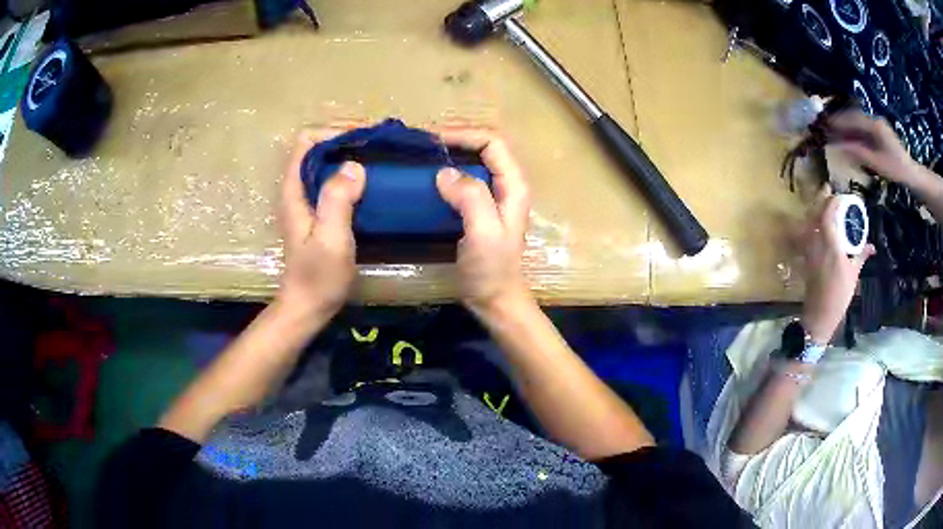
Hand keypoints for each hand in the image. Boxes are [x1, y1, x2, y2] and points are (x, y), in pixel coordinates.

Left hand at [278, 131, 364, 315]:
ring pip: (326, 162)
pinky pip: (333, 180)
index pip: (306, 140)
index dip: (333, 131)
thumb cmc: (318, 277)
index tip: (364, 137)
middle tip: (379, 144)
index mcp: (295, 190)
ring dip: (351, 154)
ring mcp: (307, 200)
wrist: (308, 306)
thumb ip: (337, 200)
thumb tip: (353, 165)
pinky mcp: (318, 211)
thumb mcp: (330, 239)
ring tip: (380, 156)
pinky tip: (373, 180)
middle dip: (346, 138)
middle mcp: (298, 188)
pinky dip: (352, 172)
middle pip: (317, 146)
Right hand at [434, 129, 531, 314]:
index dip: (465, 135)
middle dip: (456, 141)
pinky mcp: (479, 210)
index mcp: (513, 185)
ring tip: (422, 157)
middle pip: (484, 148)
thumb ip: (470, 198)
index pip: (493, 142)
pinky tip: (428, 181)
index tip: (434, 140)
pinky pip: (464, 182)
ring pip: (473, 163)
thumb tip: (444, 173)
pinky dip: (447, 175)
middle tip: (424, 145)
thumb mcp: (483, 232)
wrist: (495, 299)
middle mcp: (506, 185)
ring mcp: (493, 198)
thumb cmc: (492, 269)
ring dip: (450, 156)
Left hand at [799, 195, 873, 342]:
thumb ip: (861, 256)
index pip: (827, 216)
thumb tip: (872, 246)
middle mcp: (817, 244)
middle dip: (821, 199)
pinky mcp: (805, 258)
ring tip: (823, 201)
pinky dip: (811, 222)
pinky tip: (816, 221)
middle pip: (814, 214)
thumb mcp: (853, 275)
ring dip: (815, 208)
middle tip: (828, 189)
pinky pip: (806, 233)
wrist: (819, 316)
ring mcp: (809, 251)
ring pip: (808, 222)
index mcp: (831, 246)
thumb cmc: (839, 296)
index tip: (840, 195)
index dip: (832, 202)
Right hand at [828, 111, 918, 184]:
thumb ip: (859, 153)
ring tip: (834, 132)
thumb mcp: (877, 163)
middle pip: (854, 118)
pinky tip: (847, 139)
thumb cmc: (896, 169)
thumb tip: (839, 146)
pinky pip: (863, 130)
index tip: (825, 123)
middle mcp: (874, 121)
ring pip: (858, 123)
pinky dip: (853, 133)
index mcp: (875, 125)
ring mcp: (877, 127)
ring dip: (846, 127)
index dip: (838, 120)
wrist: (911, 174)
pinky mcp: (878, 134)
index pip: (853, 119)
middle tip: (826, 127)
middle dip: (840, 122)